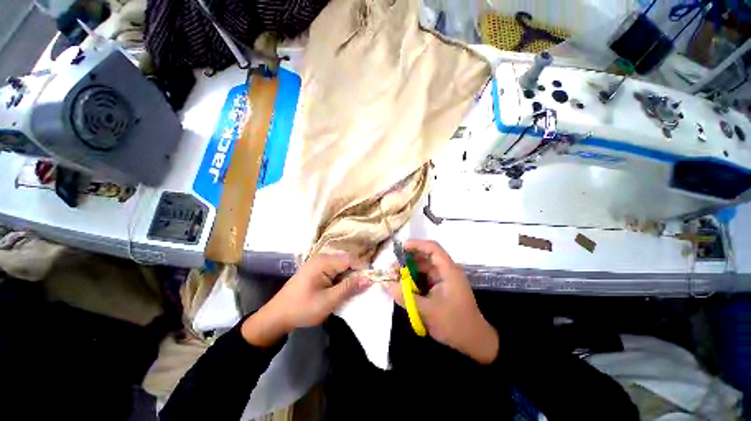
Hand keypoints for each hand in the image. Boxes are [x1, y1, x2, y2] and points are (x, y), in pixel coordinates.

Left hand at [242, 254, 370, 346]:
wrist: (277, 316)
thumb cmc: (303, 308)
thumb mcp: (328, 300)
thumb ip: (349, 287)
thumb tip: (368, 278)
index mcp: (323, 262)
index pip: (350, 259)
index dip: (362, 268)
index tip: (370, 281)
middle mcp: (321, 257)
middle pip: (346, 260)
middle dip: (355, 272)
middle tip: (361, 287)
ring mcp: (317, 262)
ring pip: (340, 264)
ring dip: (348, 275)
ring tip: (352, 288)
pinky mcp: (315, 269)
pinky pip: (333, 268)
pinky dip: (340, 277)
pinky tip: (340, 287)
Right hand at [388, 240, 498, 363]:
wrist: (474, 341)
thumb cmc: (454, 324)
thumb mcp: (428, 311)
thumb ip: (406, 297)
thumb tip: (387, 285)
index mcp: (448, 271)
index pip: (432, 248)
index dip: (416, 245)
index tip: (400, 248)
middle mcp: (445, 271)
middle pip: (424, 258)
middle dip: (407, 261)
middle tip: (392, 269)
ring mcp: (442, 279)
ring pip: (422, 269)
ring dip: (409, 272)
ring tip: (394, 279)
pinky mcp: (439, 288)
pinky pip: (423, 279)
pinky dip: (413, 281)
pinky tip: (403, 287)